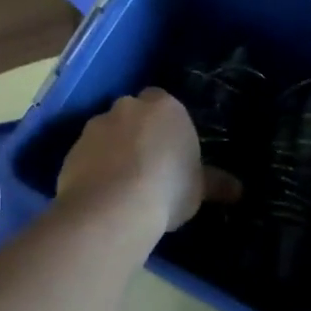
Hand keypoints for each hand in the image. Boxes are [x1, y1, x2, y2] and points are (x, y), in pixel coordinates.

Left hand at [57, 89, 236, 245]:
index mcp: (165, 107)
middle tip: (147, 165)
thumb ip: (216, 183)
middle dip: (138, 133)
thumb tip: (238, 190)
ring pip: (107, 133)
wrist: (112, 207)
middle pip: (134, 114)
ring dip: (113, 149)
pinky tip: (102, 194)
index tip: (169, 150)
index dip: (166, 126)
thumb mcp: (199, 189)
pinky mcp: (72, 149)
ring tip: (122, 184)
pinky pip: (87, 155)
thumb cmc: (167, 189)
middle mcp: (128, 107)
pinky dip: (93, 168)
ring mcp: (96, 126)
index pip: (165, 103)